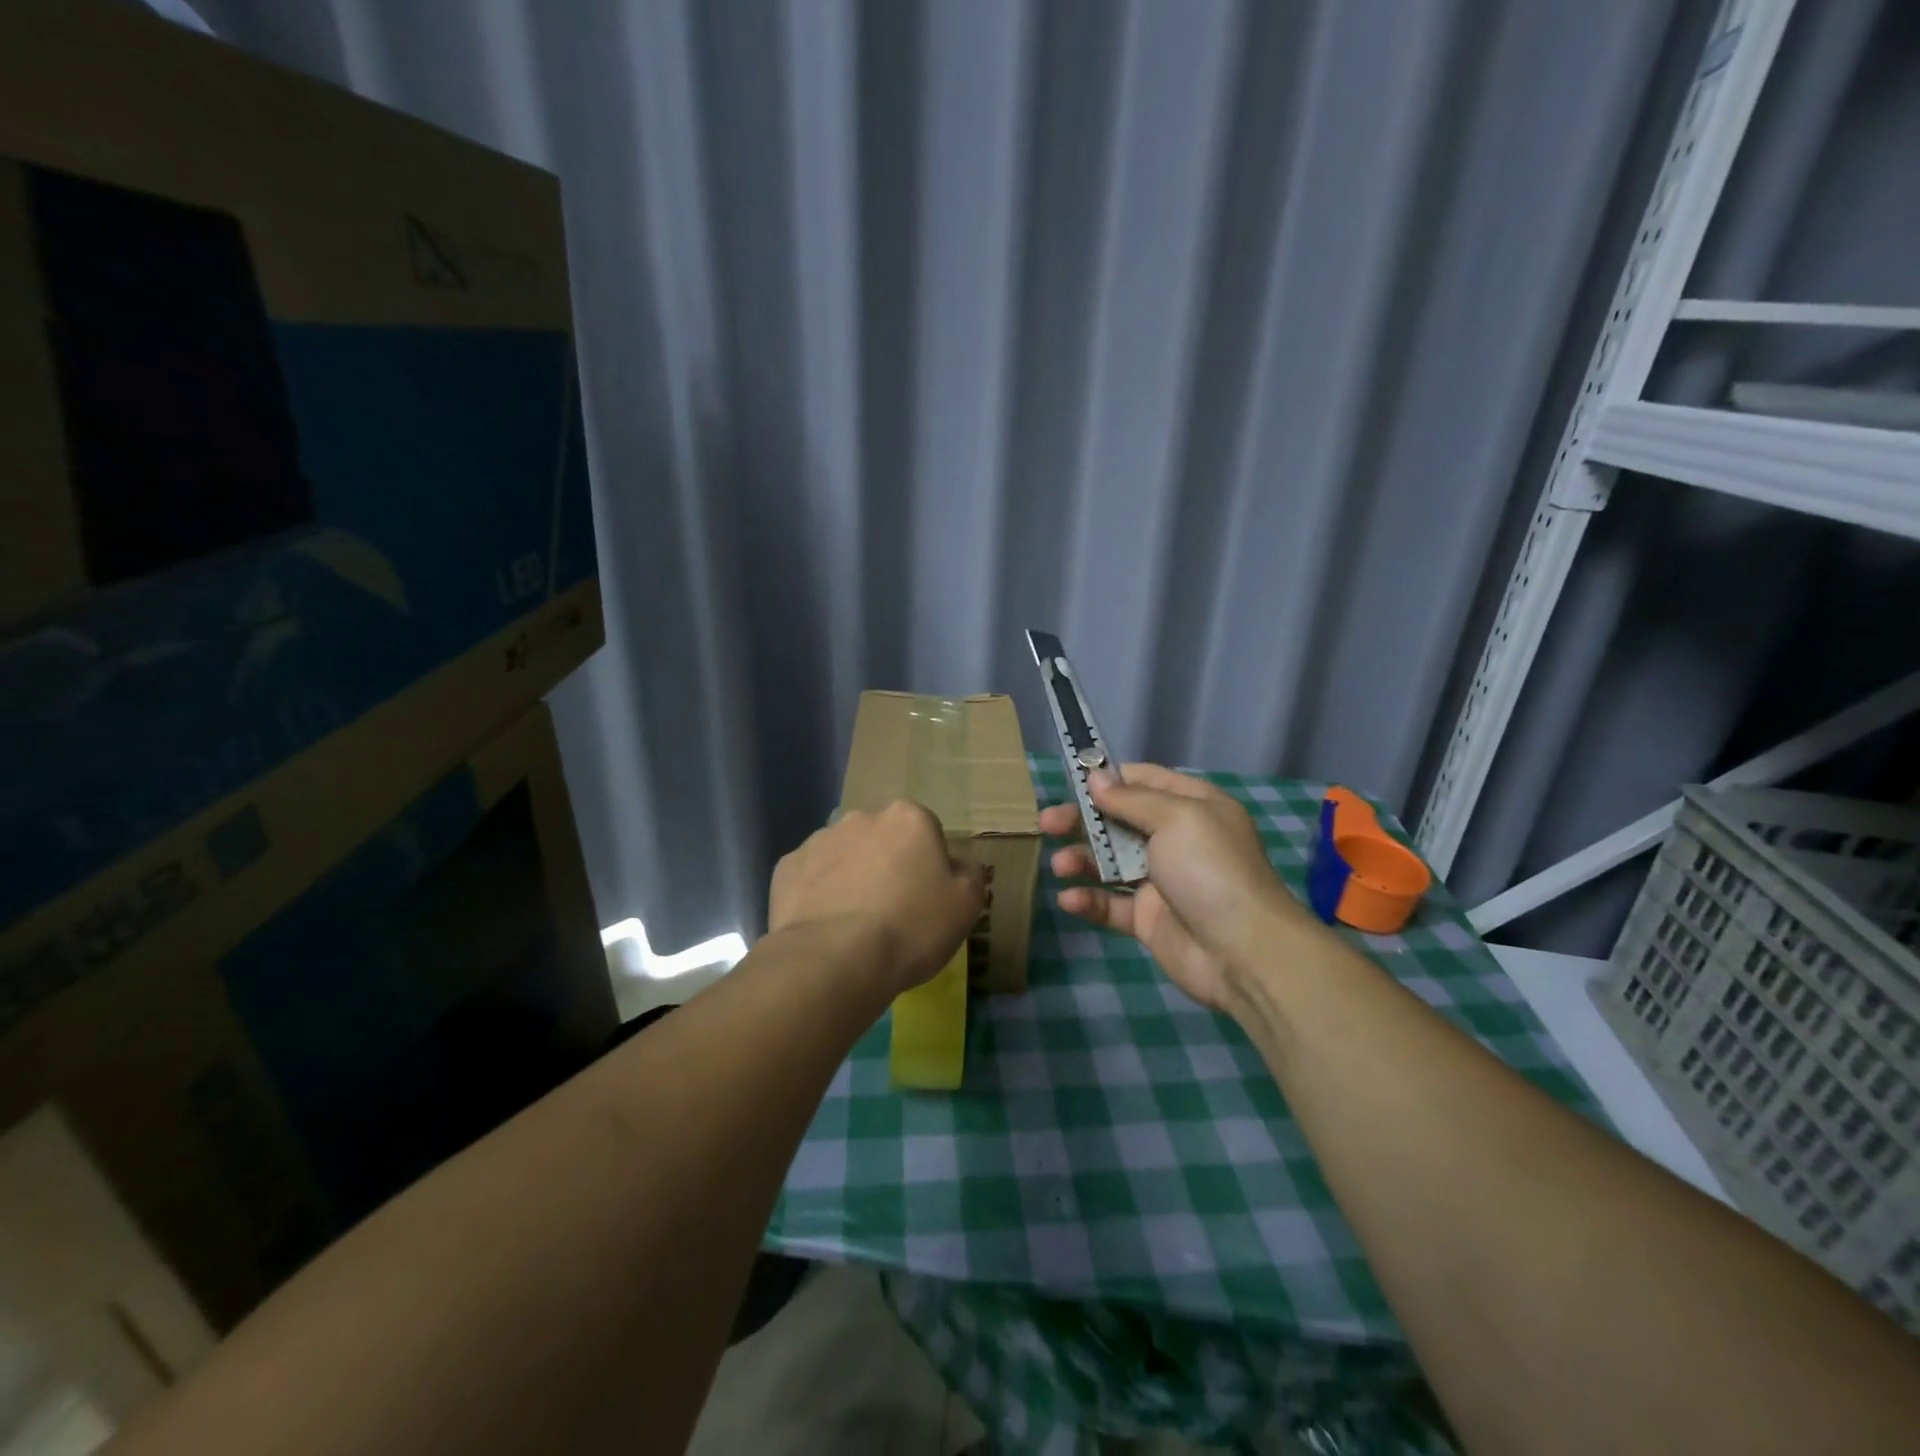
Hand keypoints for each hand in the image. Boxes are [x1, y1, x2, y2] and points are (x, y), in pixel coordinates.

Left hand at [769, 801, 986, 997]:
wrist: (835, 960)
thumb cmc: (911, 927)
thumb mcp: (966, 904)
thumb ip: (970, 873)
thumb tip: (960, 865)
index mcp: (909, 817)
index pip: (925, 831)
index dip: (927, 865)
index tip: (925, 897)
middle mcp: (862, 817)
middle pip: (882, 838)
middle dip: (886, 864)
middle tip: (892, 910)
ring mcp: (819, 840)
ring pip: (844, 855)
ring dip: (850, 876)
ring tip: (854, 924)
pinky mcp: (786, 867)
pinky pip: (810, 877)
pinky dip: (817, 894)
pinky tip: (825, 926)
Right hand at [1040, 764, 1325, 1010]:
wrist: (1244, 952)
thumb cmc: (1211, 870)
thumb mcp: (1176, 819)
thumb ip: (1131, 798)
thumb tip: (1095, 777)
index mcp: (1192, 807)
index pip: (1144, 780)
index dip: (1108, 779)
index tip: (1071, 781)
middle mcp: (1176, 839)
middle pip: (1118, 821)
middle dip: (1082, 820)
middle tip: (1047, 823)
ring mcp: (1161, 881)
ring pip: (1110, 863)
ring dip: (1081, 860)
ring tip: (1060, 866)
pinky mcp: (1148, 919)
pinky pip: (1111, 904)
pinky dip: (1090, 900)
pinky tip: (1070, 900)